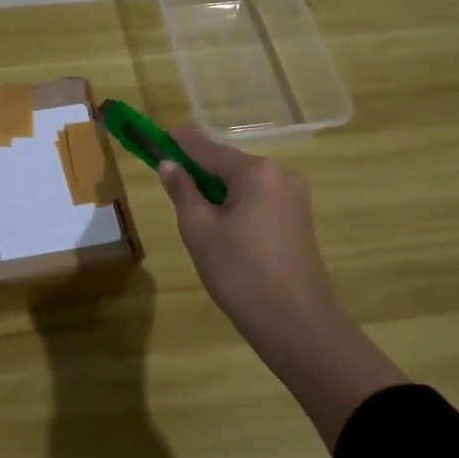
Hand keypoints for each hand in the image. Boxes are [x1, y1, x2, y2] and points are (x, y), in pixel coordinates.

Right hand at [158, 127, 406, 444]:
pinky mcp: (300, 221)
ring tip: (195, 217)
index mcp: (256, 171)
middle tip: (172, 185)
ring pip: (244, 185)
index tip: (159, 133)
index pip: (207, 148)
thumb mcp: (199, 229)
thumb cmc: (240, 271)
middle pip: (228, 164)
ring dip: (218, 192)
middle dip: (199, 171)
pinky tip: (224, 231)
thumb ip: (182, 190)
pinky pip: (259, 201)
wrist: (296, 324)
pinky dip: (237, 206)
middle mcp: (280, 175)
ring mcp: (295, 198)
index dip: (180, 142)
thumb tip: (169, 164)